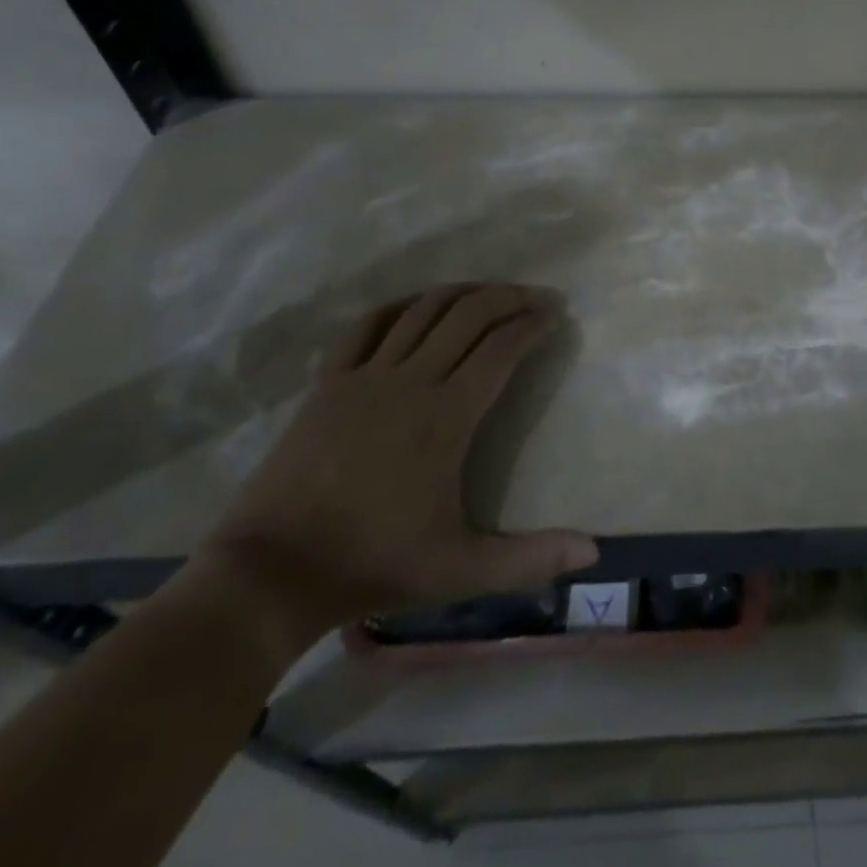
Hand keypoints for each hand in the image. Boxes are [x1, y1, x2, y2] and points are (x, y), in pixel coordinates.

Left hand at [189, 284, 598, 648]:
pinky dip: (399, 306)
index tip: (554, 315)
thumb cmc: (373, 565)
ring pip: (423, 310)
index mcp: (447, 417)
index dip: (532, 324)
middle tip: (534, 297)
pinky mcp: (328, 382)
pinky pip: (367, 326)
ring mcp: (365, 376)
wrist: (272, 573)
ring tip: (487, 294)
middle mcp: (412, 381)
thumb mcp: (460, 570)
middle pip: (469, 315)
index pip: (502, 349)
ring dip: (462, 293)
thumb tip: (595, 552)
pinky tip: (416, 307)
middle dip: (508, 297)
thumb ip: (530, 559)